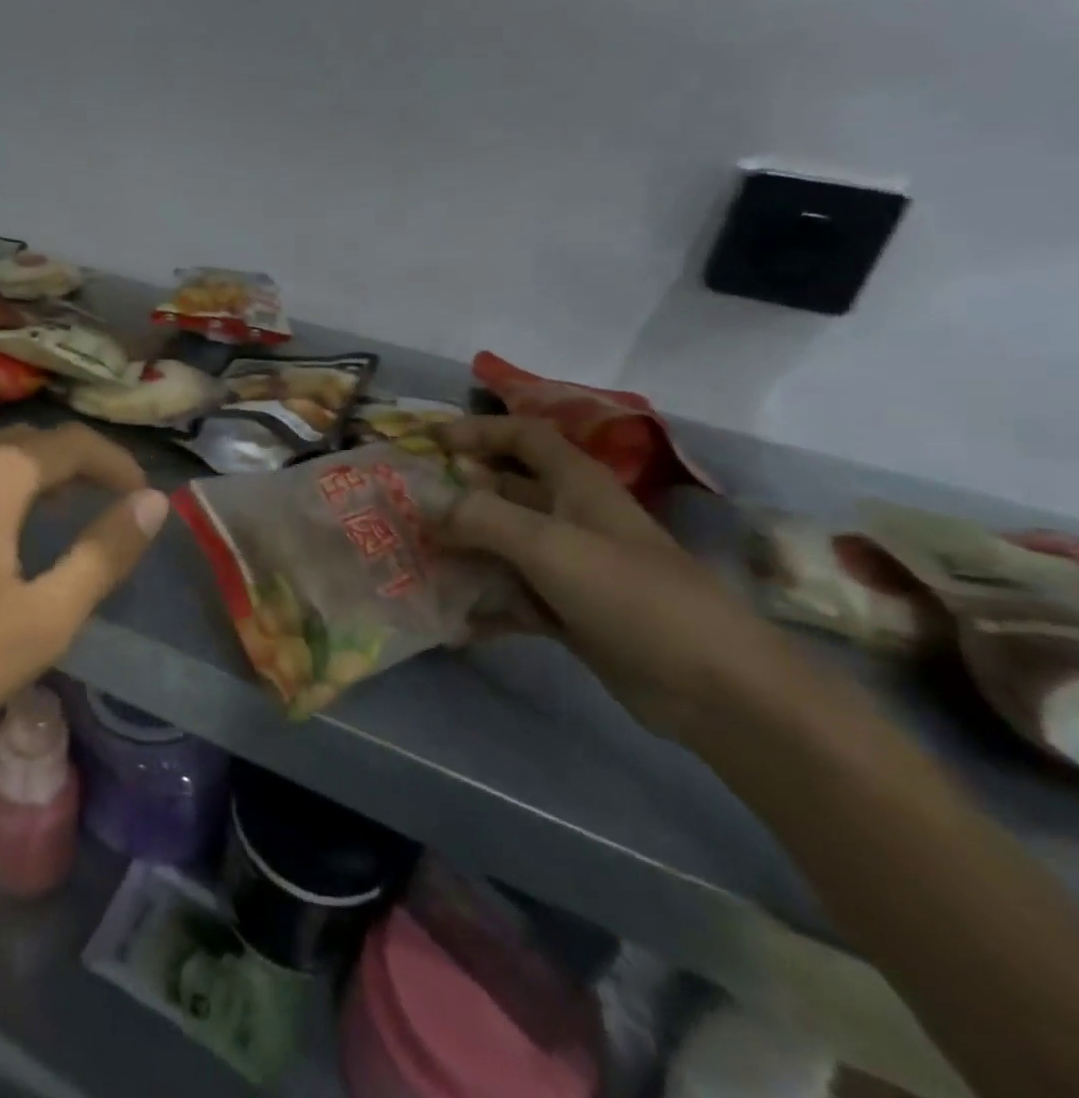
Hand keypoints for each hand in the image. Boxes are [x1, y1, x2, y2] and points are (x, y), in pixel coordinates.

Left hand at [0, 423, 168, 904]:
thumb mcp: (45, 617)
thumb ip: (105, 552)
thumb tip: (153, 503)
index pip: (73, 444)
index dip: (117, 464)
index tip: (145, 496)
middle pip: (30, 444)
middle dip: (79, 467)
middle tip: (114, 504)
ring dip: (37, 478)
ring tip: (69, 515)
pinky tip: (4, 532)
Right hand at [435, 416, 795, 738]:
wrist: (715, 687)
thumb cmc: (632, 595)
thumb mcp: (550, 546)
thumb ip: (481, 518)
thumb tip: (425, 504)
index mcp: (576, 485)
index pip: (522, 436)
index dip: (477, 431)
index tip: (427, 443)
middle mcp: (570, 517)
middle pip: (502, 491)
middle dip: (454, 497)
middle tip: (403, 509)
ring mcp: (569, 567)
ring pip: (500, 546)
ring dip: (460, 553)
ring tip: (413, 563)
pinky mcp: (568, 611)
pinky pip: (511, 597)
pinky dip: (482, 607)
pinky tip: (450, 623)